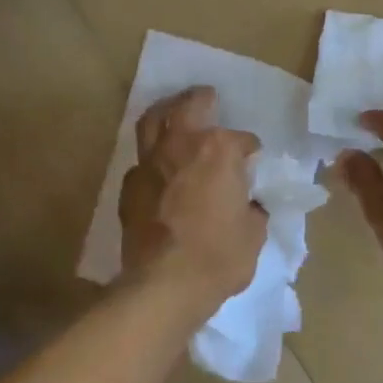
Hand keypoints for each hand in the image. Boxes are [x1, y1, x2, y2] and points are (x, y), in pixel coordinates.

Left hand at [119, 87, 266, 310]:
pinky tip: (159, 169)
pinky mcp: (129, 188)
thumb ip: (251, 209)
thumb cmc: (219, 257)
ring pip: (152, 121)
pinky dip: (152, 158)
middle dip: (200, 99)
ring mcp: (150, 164)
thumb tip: (246, 205)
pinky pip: (141, 162)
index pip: (242, 140)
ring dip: (166, 112)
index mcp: (219, 150)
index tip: (253, 161)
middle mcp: (182, 146)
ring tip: (174, 112)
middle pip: (188, 106)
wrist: (164, 286)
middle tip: (207, 96)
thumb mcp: (254, 233)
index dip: (250, 151)